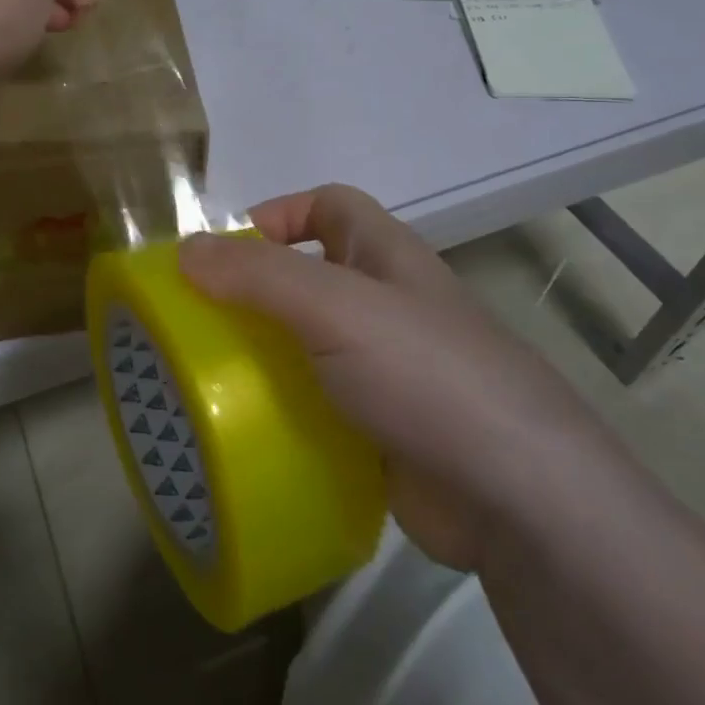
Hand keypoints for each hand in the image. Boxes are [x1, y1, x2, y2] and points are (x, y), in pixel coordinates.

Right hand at [179, 185, 622, 569]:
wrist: (519, 500)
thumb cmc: (425, 374)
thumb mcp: (335, 308)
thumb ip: (258, 274)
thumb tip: (185, 249)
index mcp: (386, 257)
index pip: (328, 205)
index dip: (278, 213)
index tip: (226, 252)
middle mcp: (388, 305)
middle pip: (311, 277)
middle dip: (256, 292)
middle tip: (201, 324)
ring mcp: (388, 371)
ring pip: (310, 345)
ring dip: (264, 355)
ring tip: (209, 379)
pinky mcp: (382, 429)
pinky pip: (319, 403)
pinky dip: (285, 409)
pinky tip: (248, 432)